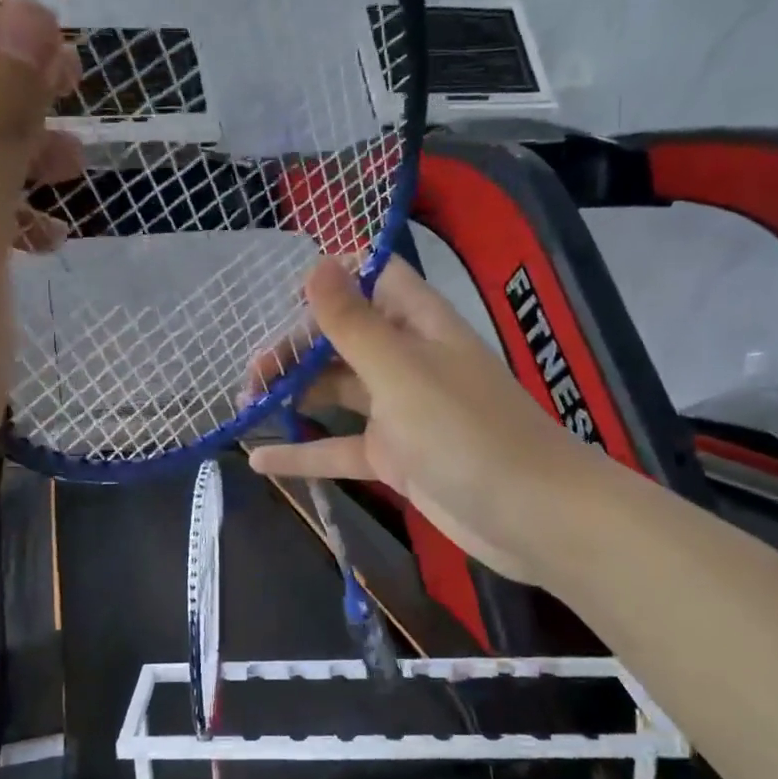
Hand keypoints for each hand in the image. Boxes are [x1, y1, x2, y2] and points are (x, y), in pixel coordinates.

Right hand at [246, 259, 597, 584]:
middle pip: (342, 338)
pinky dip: (304, 453)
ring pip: (336, 392)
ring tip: (244, 406)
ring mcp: (400, 411)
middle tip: (250, 375)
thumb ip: (352, 322)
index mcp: (418, 323)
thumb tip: (315, 262)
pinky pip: (341, 447)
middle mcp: (407, 359)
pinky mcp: (395, 458)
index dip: (330, 278)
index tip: (277, 296)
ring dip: (293, 396)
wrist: (532, 516)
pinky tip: (258, 459)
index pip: (372, 278)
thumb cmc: (466, 431)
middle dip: (294, 349)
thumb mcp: (400, 372)